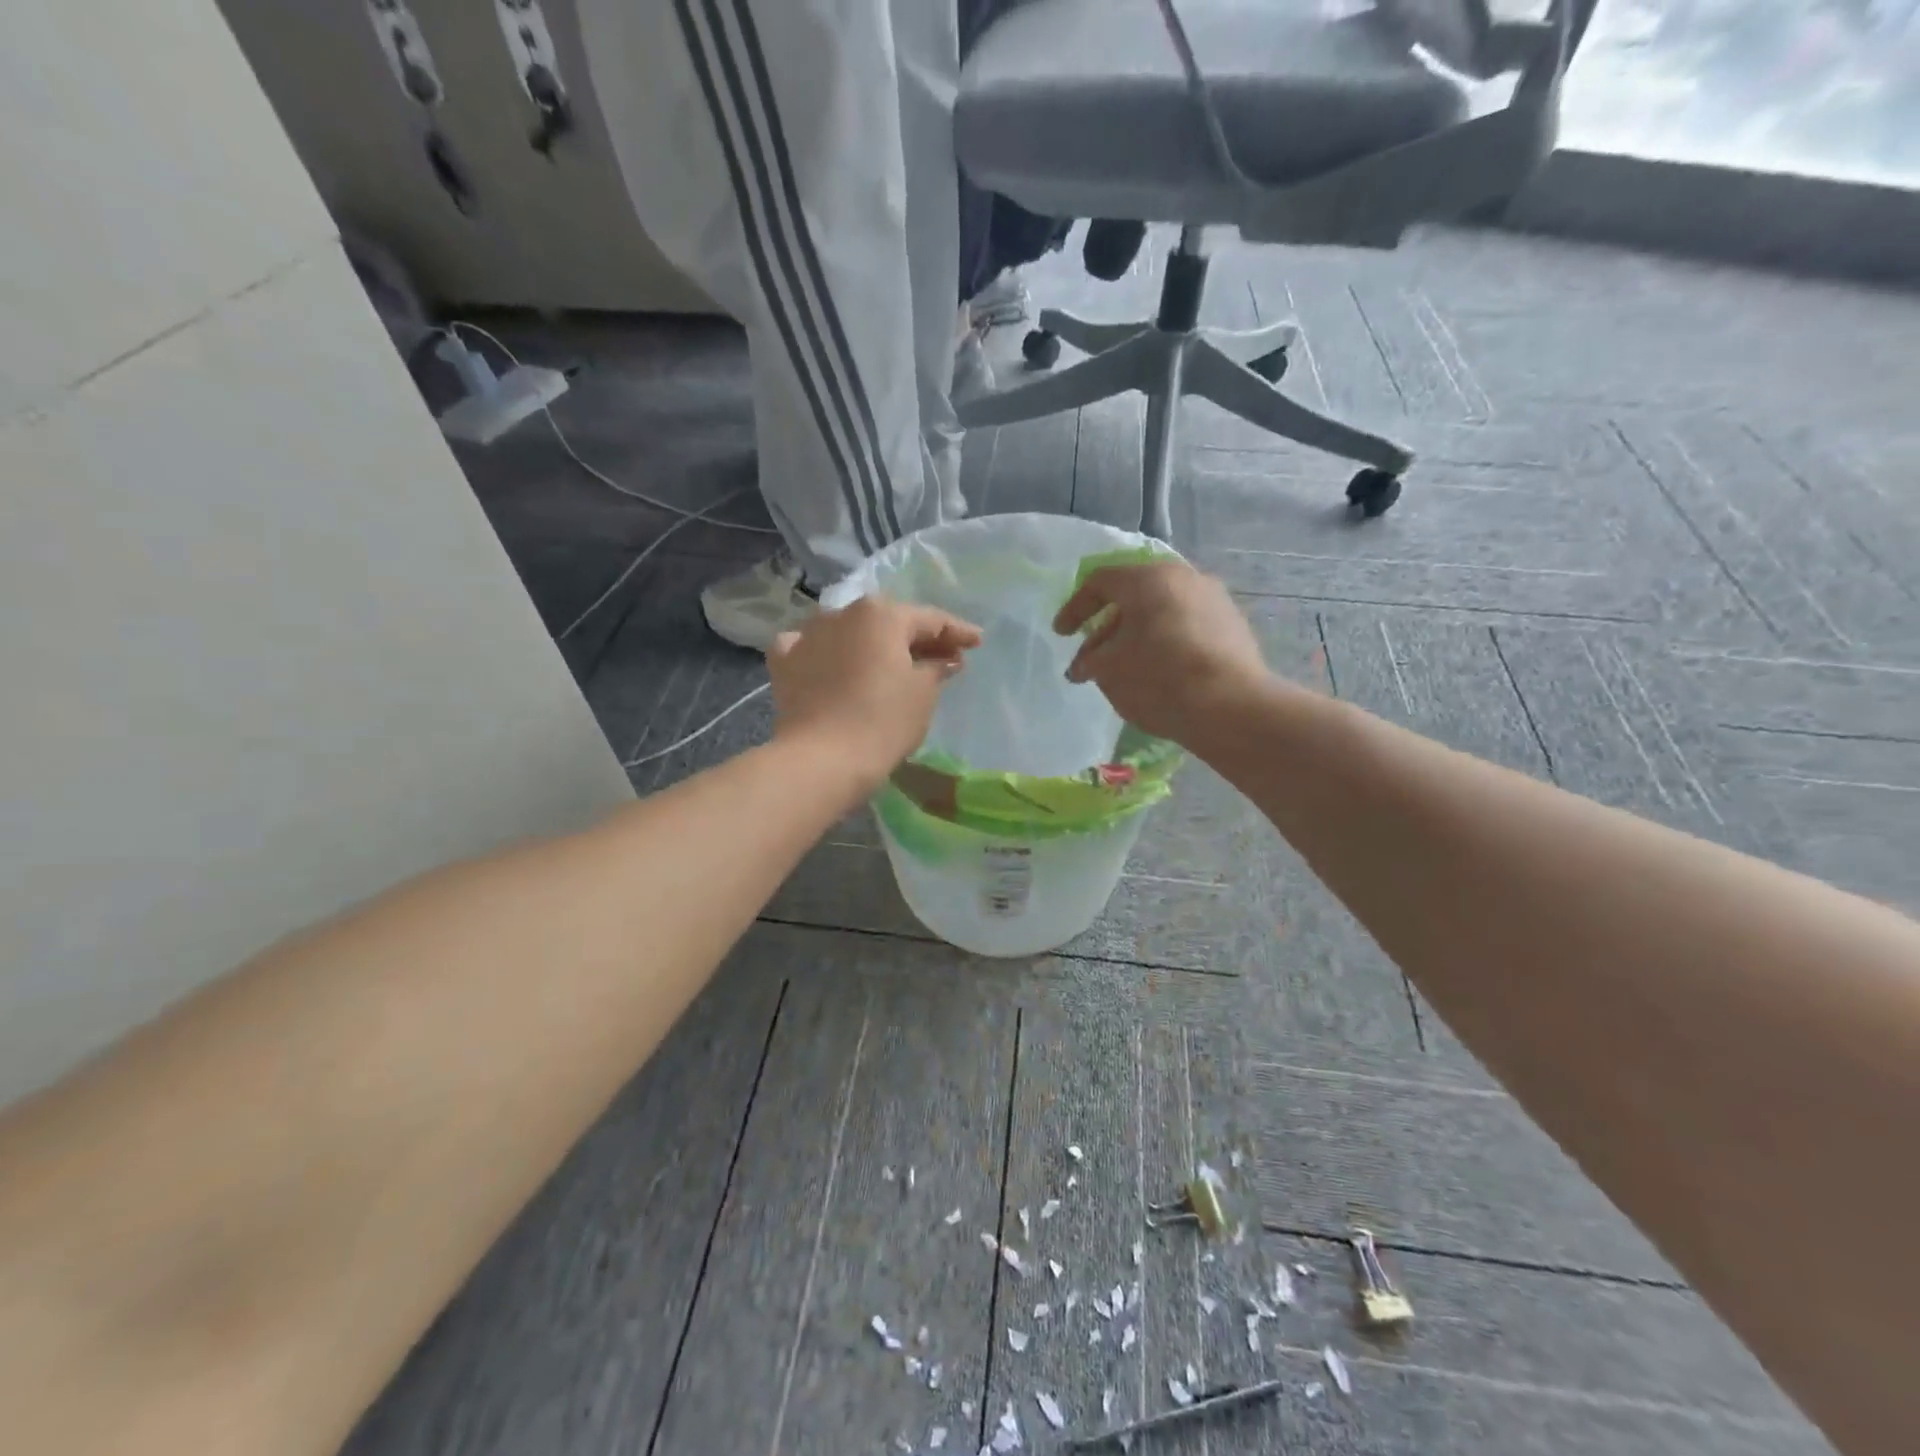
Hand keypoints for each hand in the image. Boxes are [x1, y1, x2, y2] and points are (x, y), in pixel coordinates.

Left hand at [768, 596, 981, 790]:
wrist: (822, 759)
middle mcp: (842, 613)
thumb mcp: (923, 693)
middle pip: (889, 623)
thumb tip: (944, 658)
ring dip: (872, 645)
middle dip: (916, 639)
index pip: (930, 619)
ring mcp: (808, 635)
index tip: (977, 642)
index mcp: (882, 614)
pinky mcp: (785, 662)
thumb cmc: (883, 722)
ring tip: (893, 663)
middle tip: (944, 656)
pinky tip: (834, 664)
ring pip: (849, 632)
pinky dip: (828, 654)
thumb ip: (936, 667)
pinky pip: (813, 649)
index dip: (957, 631)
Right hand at [1053, 559, 1267, 745]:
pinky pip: (1187, 625)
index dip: (1074, 607)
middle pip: (1134, 595)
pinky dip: (1165, 641)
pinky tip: (1160, 671)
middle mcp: (1184, 577)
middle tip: (1092, 657)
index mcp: (1148, 578)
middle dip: (1107, 625)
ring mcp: (1214, 599)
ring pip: (1162, 610)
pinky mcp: (1233, 625)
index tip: (1061, 634)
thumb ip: (1089, 661)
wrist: (1231, 707)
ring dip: (1137, 634)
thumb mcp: (1109, 670)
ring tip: (1124, 667)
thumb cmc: (1159, 678)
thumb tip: (1082, 665)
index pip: (1100, 582)